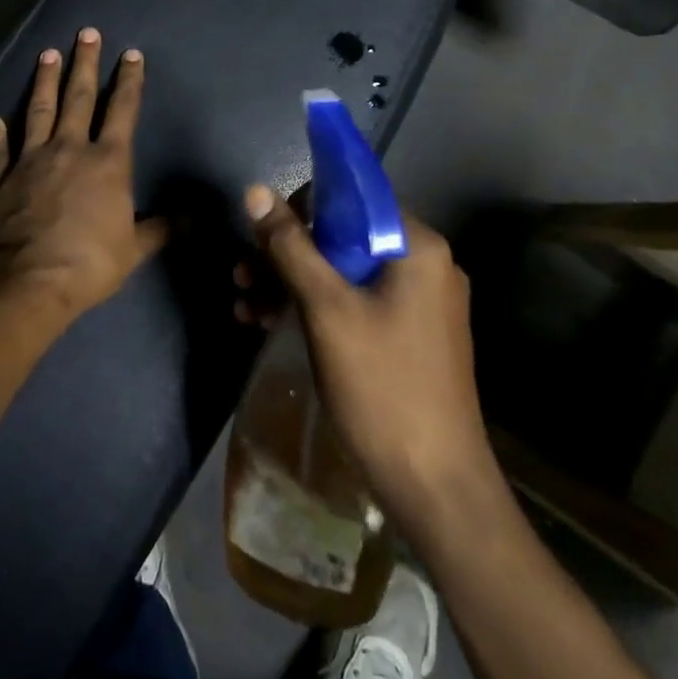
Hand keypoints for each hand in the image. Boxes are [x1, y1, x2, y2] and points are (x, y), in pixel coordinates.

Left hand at [0, 28, 167, 321]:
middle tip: (85, 33)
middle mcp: (70, 149)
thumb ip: (158, 229)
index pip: (122, 111)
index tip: (130, 54)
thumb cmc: (89, 263)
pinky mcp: (2, 179)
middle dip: (84, 63)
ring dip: (44, 81)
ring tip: (47, 53)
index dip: (128, 81)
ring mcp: (31, 160)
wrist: (27, 281)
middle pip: (78, 97)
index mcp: (107, 162)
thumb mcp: (133, 249)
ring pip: (39, 111)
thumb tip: (189, 219)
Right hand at [237, 186, 498, 524]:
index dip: (304, 206)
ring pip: (345, 272)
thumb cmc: (382, 386)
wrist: (435, 487)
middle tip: (242, 272)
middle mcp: (424, 265)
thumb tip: (256, 191)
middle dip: (287, 253)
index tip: (264, 230)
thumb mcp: (326, 309)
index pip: (355, 197)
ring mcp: (419, 303)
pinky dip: (315, 308)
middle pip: (345, 237)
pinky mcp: (408, 335)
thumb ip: (290, 246)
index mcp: (417, 247)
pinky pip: (355, 303)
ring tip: (244, 303)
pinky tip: (267, 323)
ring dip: (292, 283)